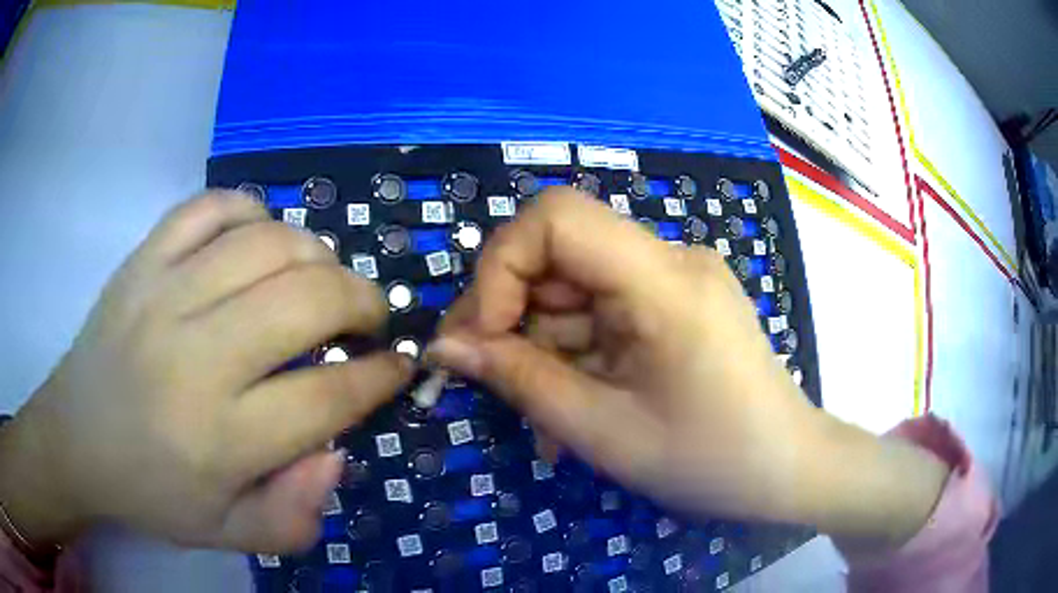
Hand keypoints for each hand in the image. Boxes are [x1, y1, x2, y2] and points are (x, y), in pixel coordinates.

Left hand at [0, 192, 411, 552]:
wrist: (76, 439)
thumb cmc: (153, 494)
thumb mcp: (229, 535)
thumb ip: (294, 516)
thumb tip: (337, 453)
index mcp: (219, 440)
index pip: (327, 395)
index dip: (379, 377)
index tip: (398, 366)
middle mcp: (193, 357)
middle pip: (307, 300)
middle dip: (362, 302)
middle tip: (368, 319)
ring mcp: (162, 293)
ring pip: (269, 242)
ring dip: (317, 255)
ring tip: (321, 280)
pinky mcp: (142, 258)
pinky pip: (211, 207)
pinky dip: (252, 213)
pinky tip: (259, 241)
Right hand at [431, 188, 947, 548]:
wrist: (789, 470)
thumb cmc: (710, 460)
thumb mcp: (603, 431)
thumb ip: (519, 380)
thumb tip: (445, 345)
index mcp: (663, 279)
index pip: (556, 217)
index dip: (501, 265)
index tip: (483, 336)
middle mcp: (670, 260)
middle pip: (560, 253)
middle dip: (510, 313)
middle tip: (483, 376)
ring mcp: (675, 280)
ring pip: (576, 290)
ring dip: (542, 346)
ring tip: (539, 417)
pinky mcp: (676, 304)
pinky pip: (605, 312)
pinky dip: (575, 354)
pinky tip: (573, 405)